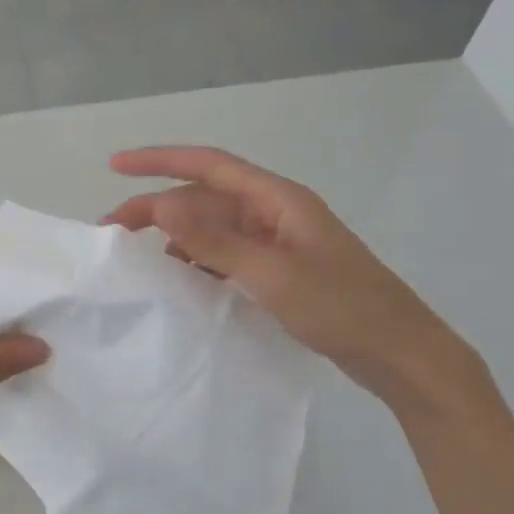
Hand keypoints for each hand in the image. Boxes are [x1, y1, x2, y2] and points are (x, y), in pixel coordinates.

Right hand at [104, 146, 477, 409]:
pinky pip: (225, 254)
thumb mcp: (272, 273)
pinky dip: (197, 261)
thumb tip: (161, 205)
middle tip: (113, 231)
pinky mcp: (278, 270)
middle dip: (157, 206)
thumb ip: (214, 240)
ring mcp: (277, 242)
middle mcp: (274, 212)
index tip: (115, 166)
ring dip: (174, 236)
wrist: (400, 353)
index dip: (159, 160)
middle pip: (204, 197)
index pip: (209, 165)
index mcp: (278, 200)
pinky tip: (177, 280)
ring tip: (137, 258)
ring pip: (212, 227)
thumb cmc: (342, 307)